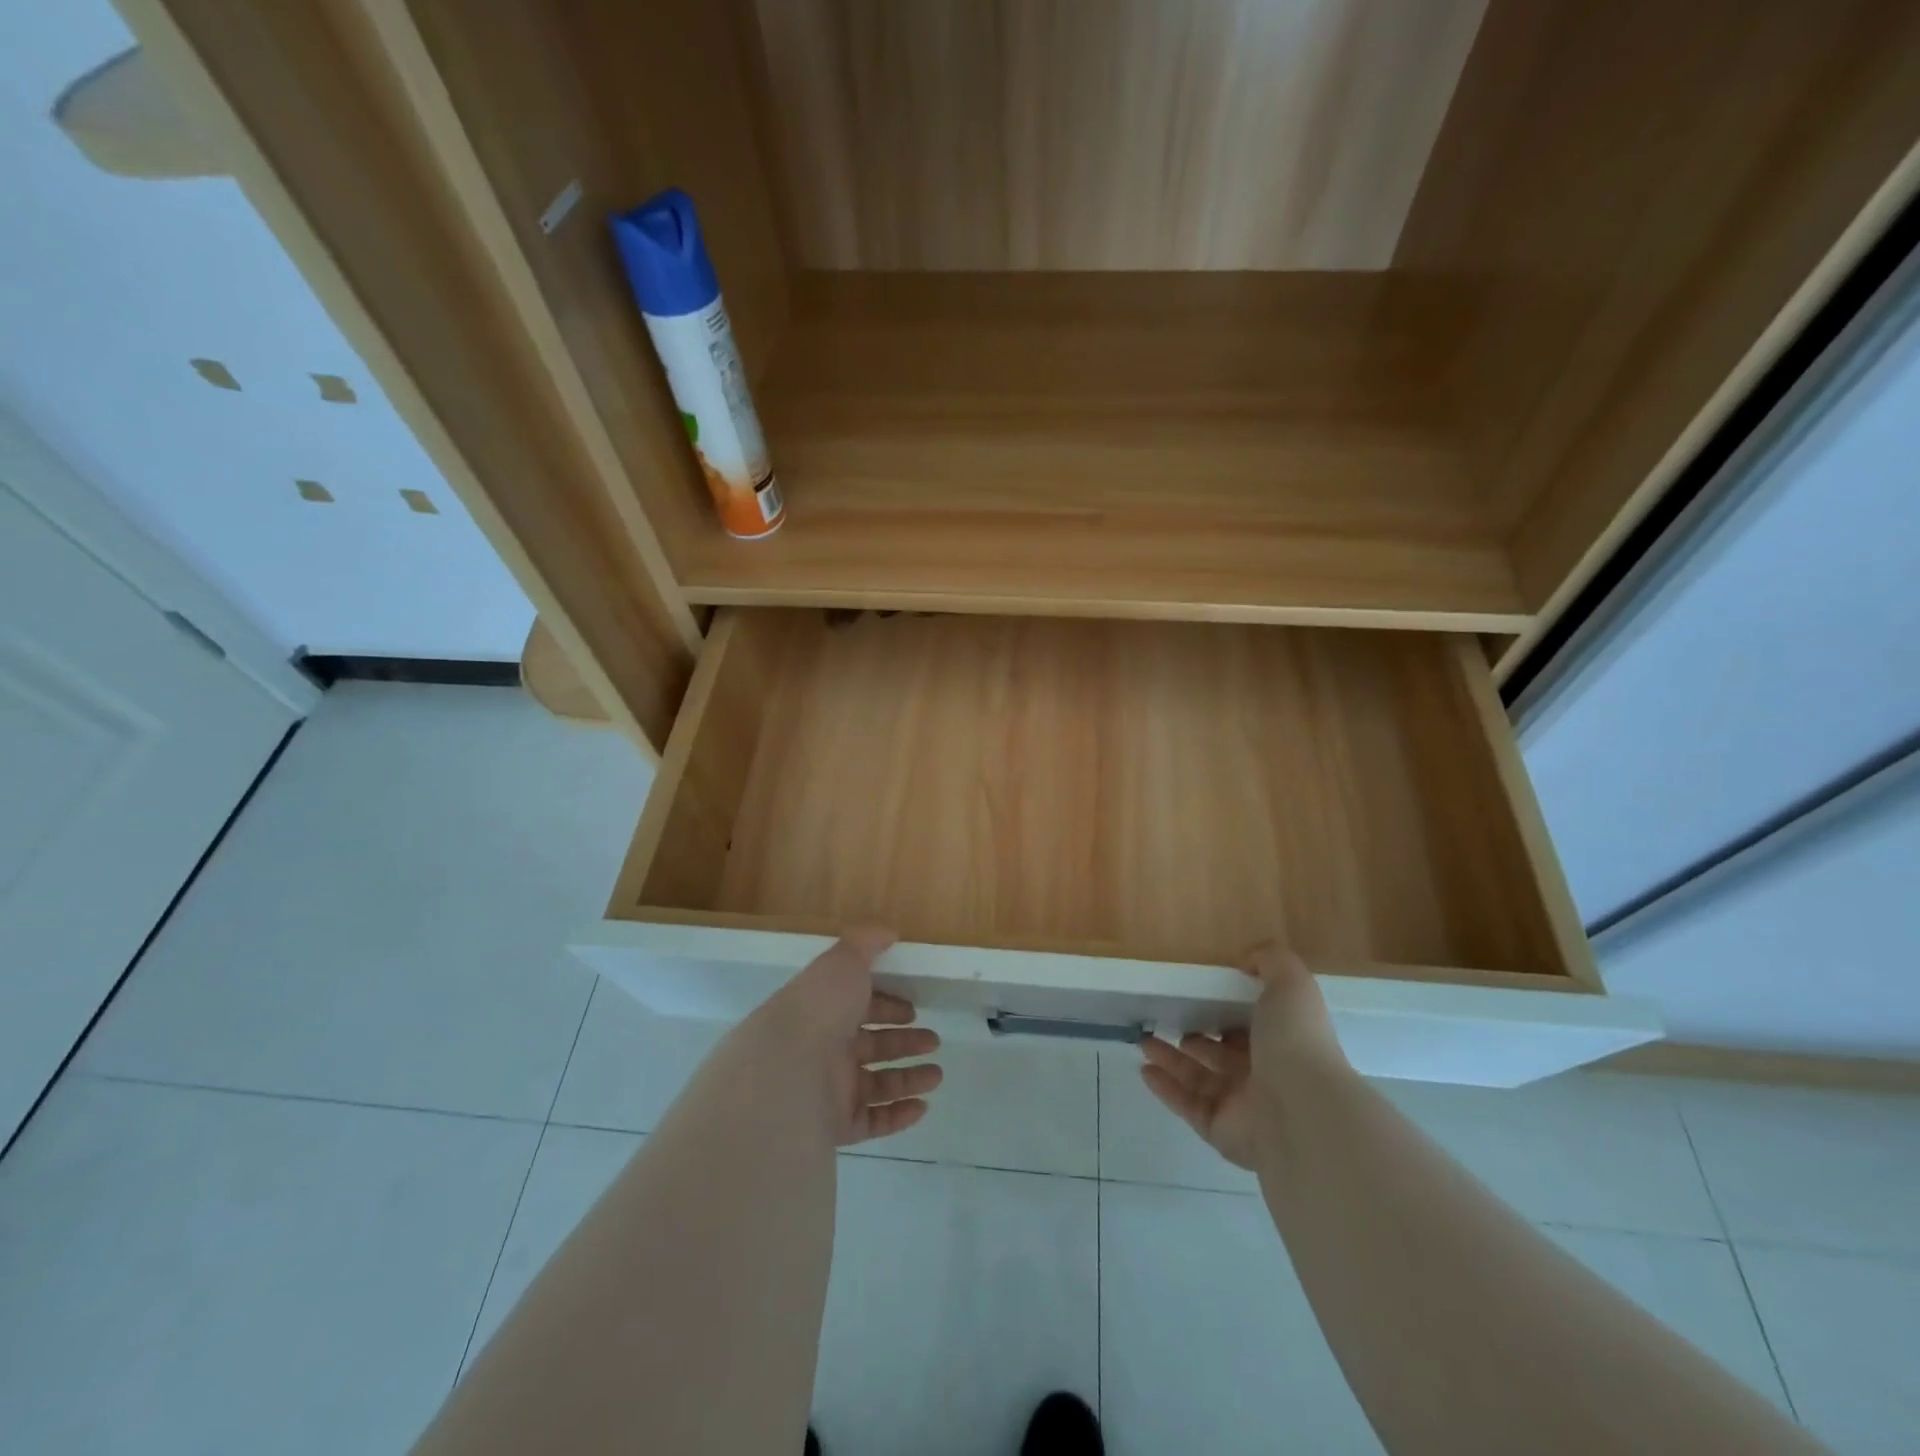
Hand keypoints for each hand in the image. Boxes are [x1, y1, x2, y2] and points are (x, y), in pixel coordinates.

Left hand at [757, 927, 943, 1145]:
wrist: (786, 1073)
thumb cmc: (818, 1010)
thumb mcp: (842, 961)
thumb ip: (866, 942)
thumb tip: (890, 932)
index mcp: (824, 1010)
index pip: (859, 1006)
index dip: (887, 1006)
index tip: (913, 1008)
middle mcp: (824, 1049)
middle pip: (871, 1045)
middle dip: (904, 1042)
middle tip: (934, 1041)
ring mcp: (828, 1090)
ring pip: (875, 1084)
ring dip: (908, 1077)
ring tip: (937, 1075)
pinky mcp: (835, 1125)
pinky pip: (871, 1121)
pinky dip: (897, 1116)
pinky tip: (922, 1106)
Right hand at [1139, 943, 1345, 1168]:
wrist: (1302, 1109)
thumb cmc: (1295, 1041)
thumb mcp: (1291, 984)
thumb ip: (1272, 961)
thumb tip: (1246, 959)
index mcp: (1282, 1043)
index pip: (1250, 1027)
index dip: (1227, 1012)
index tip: (1199, 996)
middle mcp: (1264, 1075)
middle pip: (1221, 1054)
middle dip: (1195, 1038)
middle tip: (1169, 1021)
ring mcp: (1242, 1107)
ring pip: (1199, 1079)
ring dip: (1171, 1060)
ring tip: (1145, 1041)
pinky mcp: (1221, 1131)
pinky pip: (1188, 1105)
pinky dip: (1166, 1088)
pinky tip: (1145, 1069)